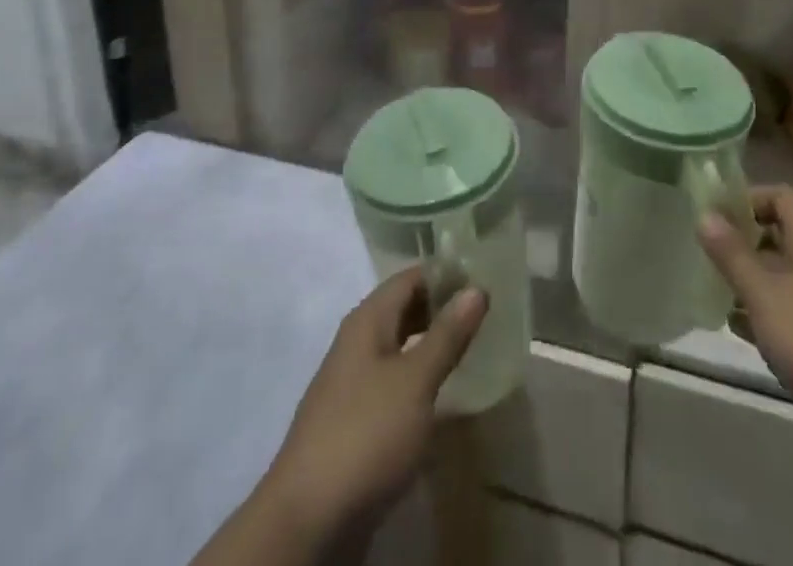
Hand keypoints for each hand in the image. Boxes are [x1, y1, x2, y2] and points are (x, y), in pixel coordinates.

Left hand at [262, 267, 486, 545]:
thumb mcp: (415, 381)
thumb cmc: (367, 434)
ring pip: (399, 345)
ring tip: (470, 346)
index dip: (445, 273)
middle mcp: (357, 341)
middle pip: (403, 308)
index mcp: (367, 320)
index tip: (482, 275)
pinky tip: (440, 393)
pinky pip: (393, 380)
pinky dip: (418, 375)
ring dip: (431, 342)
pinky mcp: (354, 420)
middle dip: (440, 306)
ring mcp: (352, 382)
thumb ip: (446, 334)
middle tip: (484, 311)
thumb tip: (476, 287)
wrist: (308, 519)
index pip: (410, 277)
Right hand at [699, 186, 792, 475]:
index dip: (748, 198)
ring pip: (786, 276)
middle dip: (744, 242)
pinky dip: (768, 314)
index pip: (782, 196)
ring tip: (715, 292)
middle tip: (708, 254)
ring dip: (753, 280)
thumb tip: (705, 213)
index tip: (715, 215)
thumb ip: (732, 254)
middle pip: (782, 235)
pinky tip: (742, 332)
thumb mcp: (764, 294)